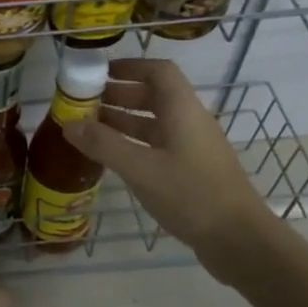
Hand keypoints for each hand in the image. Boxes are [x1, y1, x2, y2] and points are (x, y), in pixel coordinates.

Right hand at [63, 58, 284, 283]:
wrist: (239, 240)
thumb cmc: (191, 195)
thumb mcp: (141, 169)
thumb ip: (103, 145)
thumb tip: (69, 124)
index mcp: (182, 111)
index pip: (159, 71)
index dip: (129, 67)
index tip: (99, 73)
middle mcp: (190, 122)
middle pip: (154, 96)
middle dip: (119, 95)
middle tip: (85, 103)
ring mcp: (192, 148)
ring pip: (154, 123)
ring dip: (123, 121)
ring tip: (89, 129)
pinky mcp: (192, 171)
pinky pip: (158, 146)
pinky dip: (133, 145)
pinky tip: (112, 158)